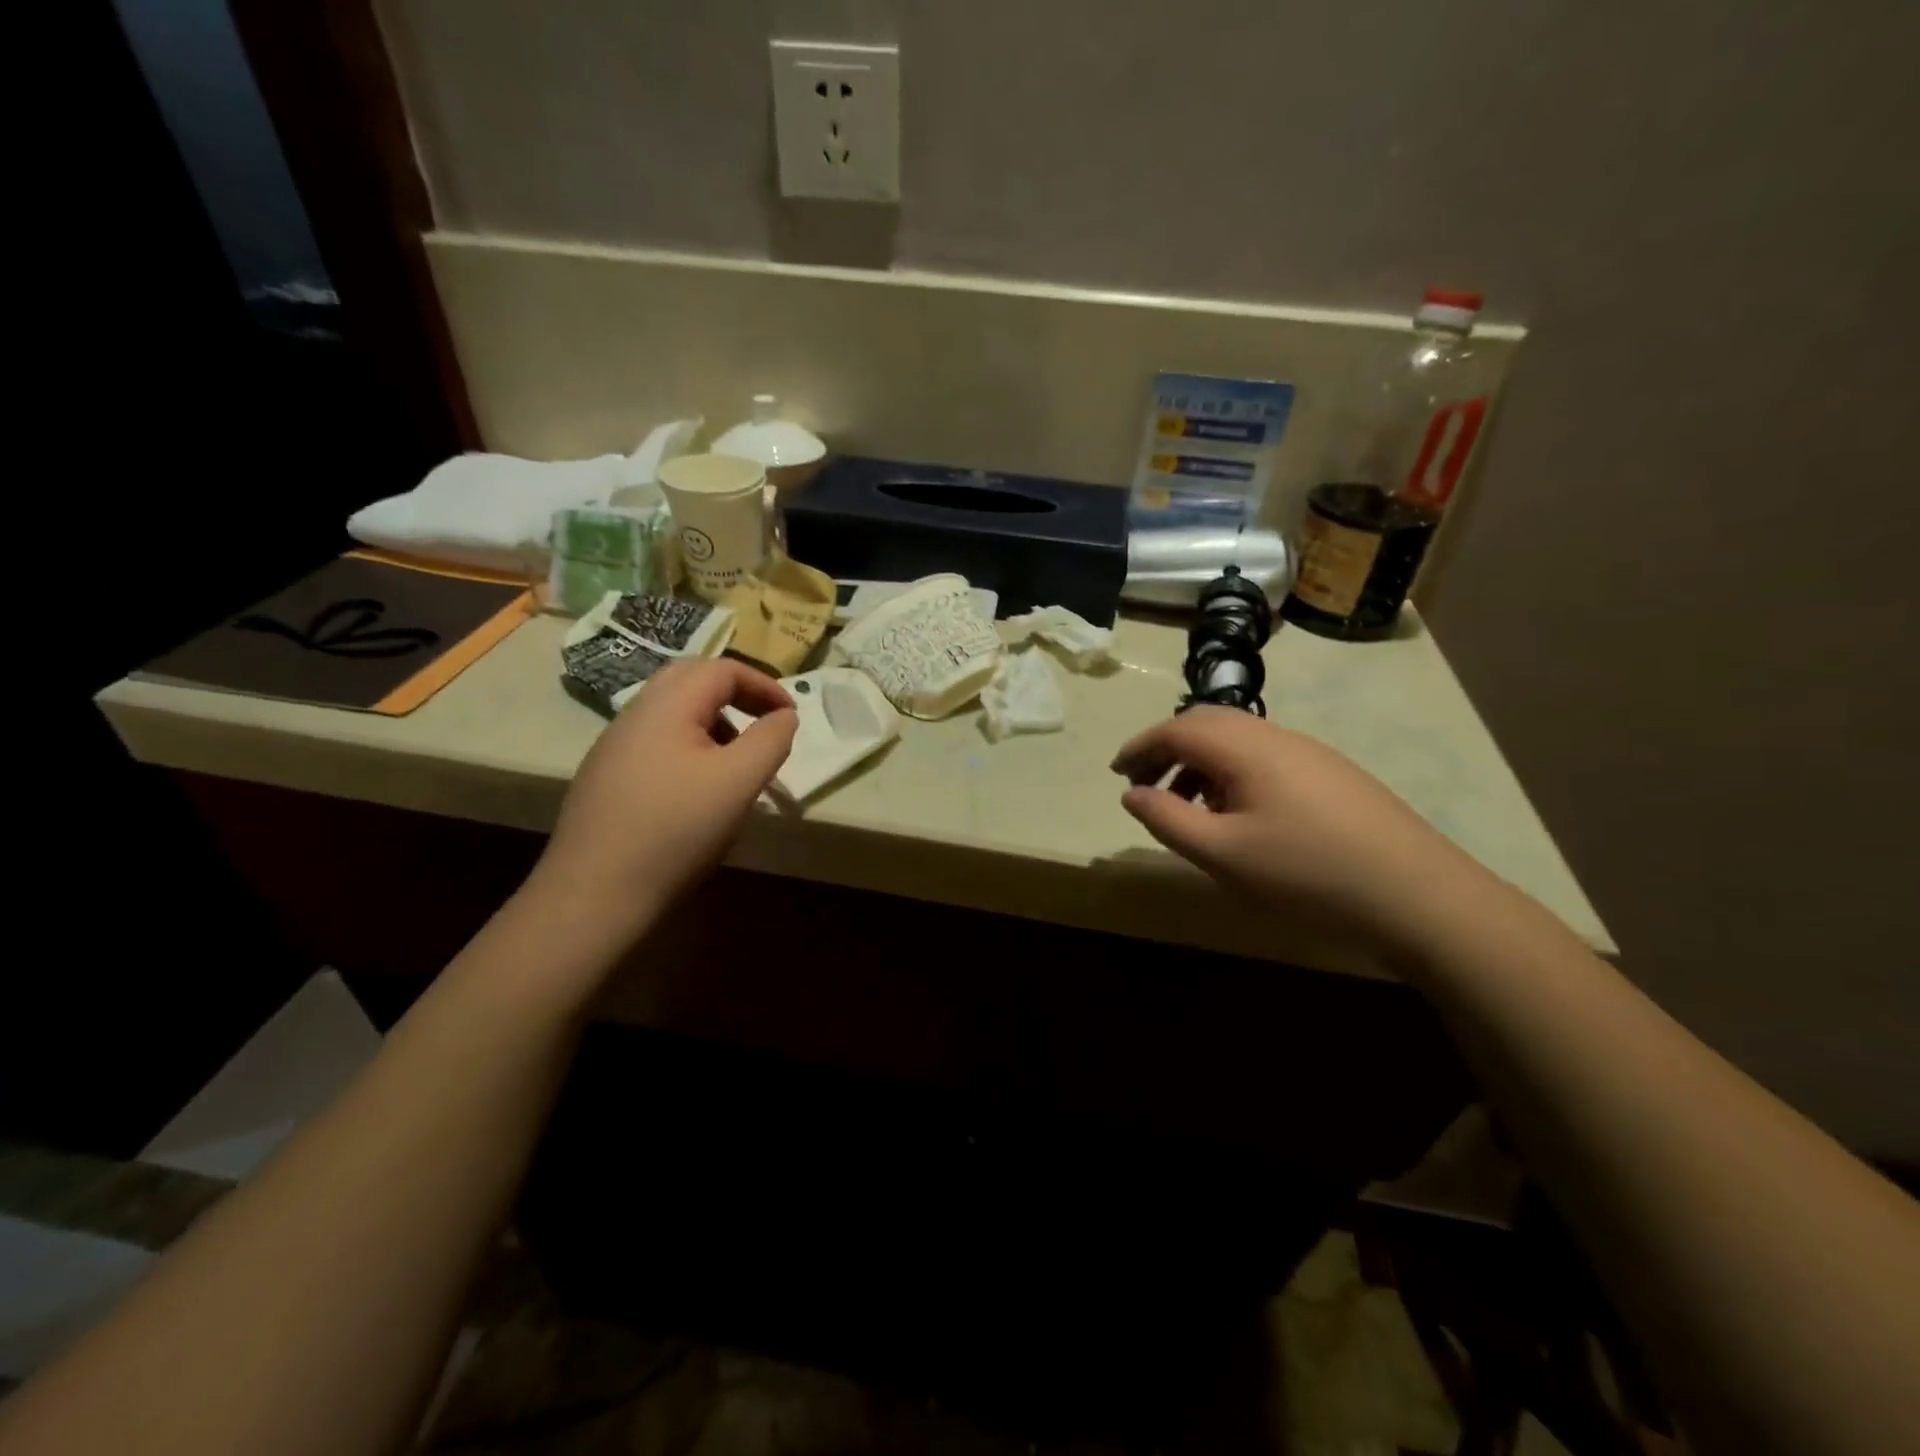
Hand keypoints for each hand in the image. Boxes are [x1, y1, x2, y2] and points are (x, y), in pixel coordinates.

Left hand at [527, 659, 797, 943]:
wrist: (596, 893)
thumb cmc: (677, 829)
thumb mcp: (740, 781)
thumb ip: (771, 739)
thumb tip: (784, 716)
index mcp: (666, 706)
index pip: (722, 669)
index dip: (764, 685)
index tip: (790, 717)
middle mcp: (634, 714)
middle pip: (691, 679)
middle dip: (736, 694)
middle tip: (764, 723)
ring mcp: (614, 746)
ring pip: (672, 711)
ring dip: (714, 721)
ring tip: (737, 761)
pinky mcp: (605, 777)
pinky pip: (656, 741)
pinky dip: (690, 745)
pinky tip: (698, 790)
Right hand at [1112, 707, 1488, 955]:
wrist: (1418, 894)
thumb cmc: (1307, 873)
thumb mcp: (1222, 853)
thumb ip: (1167, 819)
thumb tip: (1131, 794)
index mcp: (1245, 747)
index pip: (1176, 729)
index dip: (1140, 747)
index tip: (1116, 773)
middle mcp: (1275, 736)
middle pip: (1206, 724)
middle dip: (1168, 750)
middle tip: (1145, 787)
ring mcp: (1309, 752)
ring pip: (1237, 741)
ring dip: (1200, 764)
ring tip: (1187, 808)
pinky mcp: (1332, 773)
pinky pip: (1264, 757)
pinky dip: (1232, 774)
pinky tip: (1238, 816)